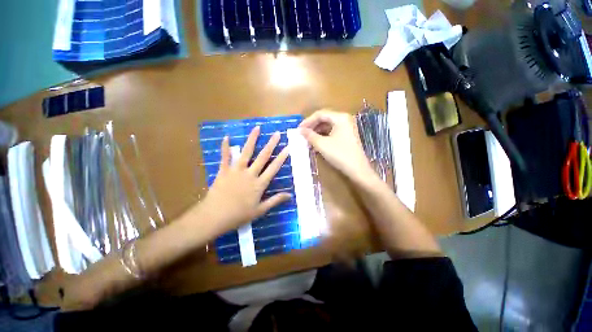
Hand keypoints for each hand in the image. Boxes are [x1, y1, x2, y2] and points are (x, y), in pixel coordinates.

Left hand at [200, 127, 291, 233]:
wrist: (214, 217)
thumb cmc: (239, 215)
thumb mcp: (260, 210)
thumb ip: (275, 201)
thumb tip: (290, 195)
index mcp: (259, 184)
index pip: (273, 168)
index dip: (282, 157)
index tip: (288, 147)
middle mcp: (250, 174)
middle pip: (262, 157)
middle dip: (271, 144)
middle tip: (277, 134)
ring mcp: (236, 171)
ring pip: (246, 152)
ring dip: (252, 140)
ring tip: (257, 128)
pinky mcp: (223, 171)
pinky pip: (225, 157)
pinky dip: (225, 147)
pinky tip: (227, 137)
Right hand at [299, 109, 373, 182]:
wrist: (357, 169)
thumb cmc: (339, 154)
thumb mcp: (322, 144)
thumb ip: (310, 135)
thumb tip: (300, 130)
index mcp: (340, 117)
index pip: (320, 114)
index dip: (308, 121)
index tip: (299, 129)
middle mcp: (345, 119)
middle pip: (325, 119)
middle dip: (312, 126)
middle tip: (303, 134)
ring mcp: (347, 128)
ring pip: (328, 126)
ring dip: (317, 132)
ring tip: (308, 140)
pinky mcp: (347, 136)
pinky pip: (333, 132)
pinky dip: (324, 136)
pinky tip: (316, 143)